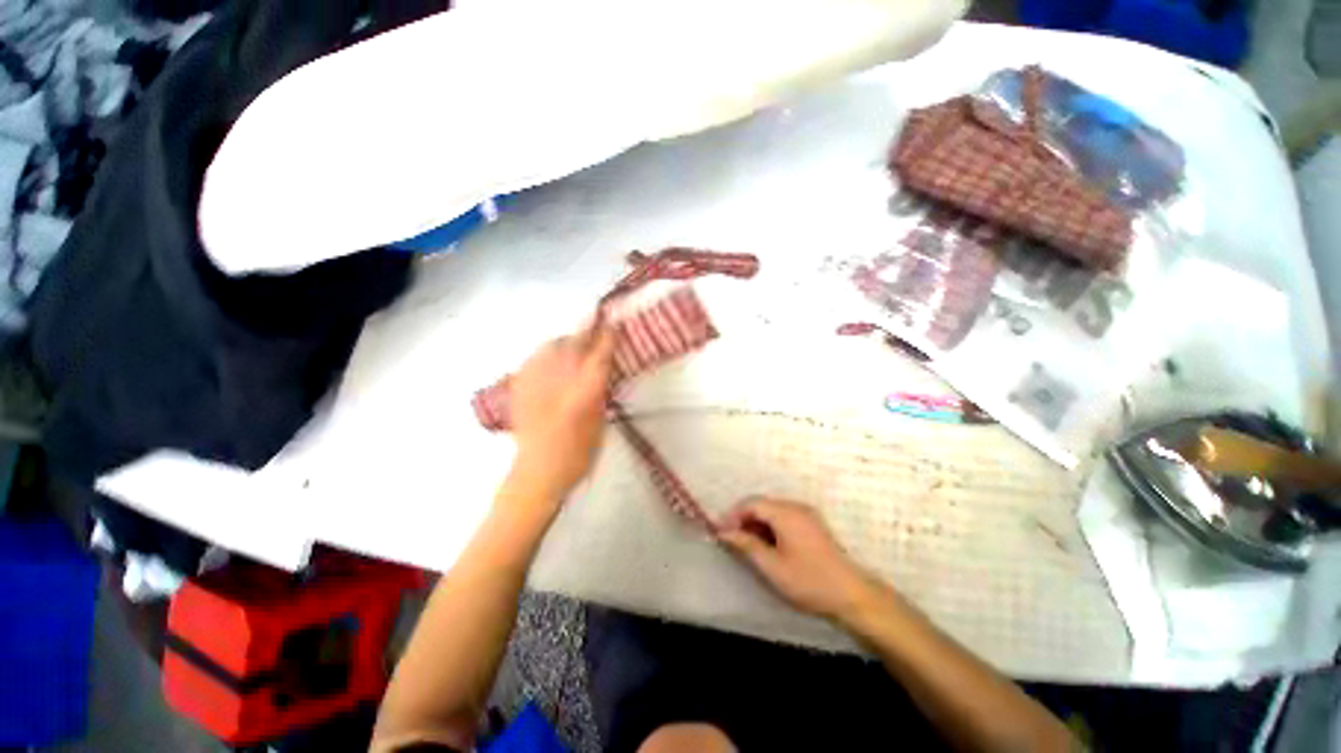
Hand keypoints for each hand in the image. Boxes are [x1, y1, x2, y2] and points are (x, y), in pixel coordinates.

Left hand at [508, 320, 616, 502]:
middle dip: (586, 327)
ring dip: (567, 339)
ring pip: (552, 345)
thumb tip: (603, 365)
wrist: (538, 470)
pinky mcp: (520, 385)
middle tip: (595, 317)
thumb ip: (600, 388)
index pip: (600, 354)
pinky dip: (547, 353)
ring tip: (574, 341)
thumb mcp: (600, 419)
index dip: (607, 335)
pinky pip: (535, 357)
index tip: (613, 323)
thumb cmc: (579, 452)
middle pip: (574, 342)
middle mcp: (560, 380)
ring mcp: (536, 381)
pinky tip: (552, 359)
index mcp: (585, 392)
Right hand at [718, 498, 876, 621]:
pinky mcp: (812, 524)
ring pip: (772, 510)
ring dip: (756, 523)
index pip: (751, 503)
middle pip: (761, 504)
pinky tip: (768, 545)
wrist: (852, 594)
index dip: (733, 515)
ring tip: (748, 545)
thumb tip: (723, 532)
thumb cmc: (809, 581)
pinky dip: (770, 526)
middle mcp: (795, 507)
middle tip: (732, 540)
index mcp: (785, 513)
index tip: (721, 532)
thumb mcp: (772, 567)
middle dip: (744, 519)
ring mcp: (806, 514)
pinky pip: (784, 517)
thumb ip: (746, 545)